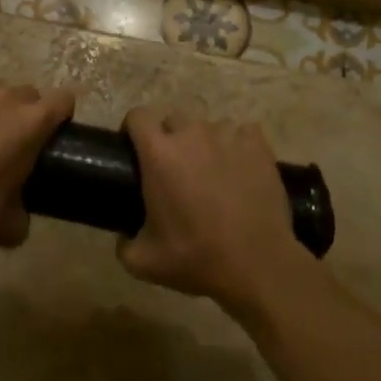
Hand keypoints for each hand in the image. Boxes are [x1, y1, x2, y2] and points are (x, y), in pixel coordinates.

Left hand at [0, 77, 74, 263]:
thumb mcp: (13, 226)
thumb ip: (26, 206)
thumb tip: (21, 206)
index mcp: (32, 124)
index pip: (63, 99)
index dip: (61, 114)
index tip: (51, 132)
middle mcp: (6, 98)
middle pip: (27, 93)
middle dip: (23, 113)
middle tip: (7, 141)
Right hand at [117, 108, 311, 315]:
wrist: (257, 264)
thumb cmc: (196, 258)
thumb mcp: (144, 262)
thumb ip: (123, 245)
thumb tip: (124, 236)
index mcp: (159, 153)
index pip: (137, 116)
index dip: (133, 130)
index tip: (135, 151)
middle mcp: (191, 134)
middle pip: (173, 119)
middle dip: (169, 138)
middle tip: (174, 170)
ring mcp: (228, 135)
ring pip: (208, 127)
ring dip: (204, 144)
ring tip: (211, 174)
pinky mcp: (257, 144)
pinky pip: (242, 133)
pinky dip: (238, 146)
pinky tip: (240, 170)